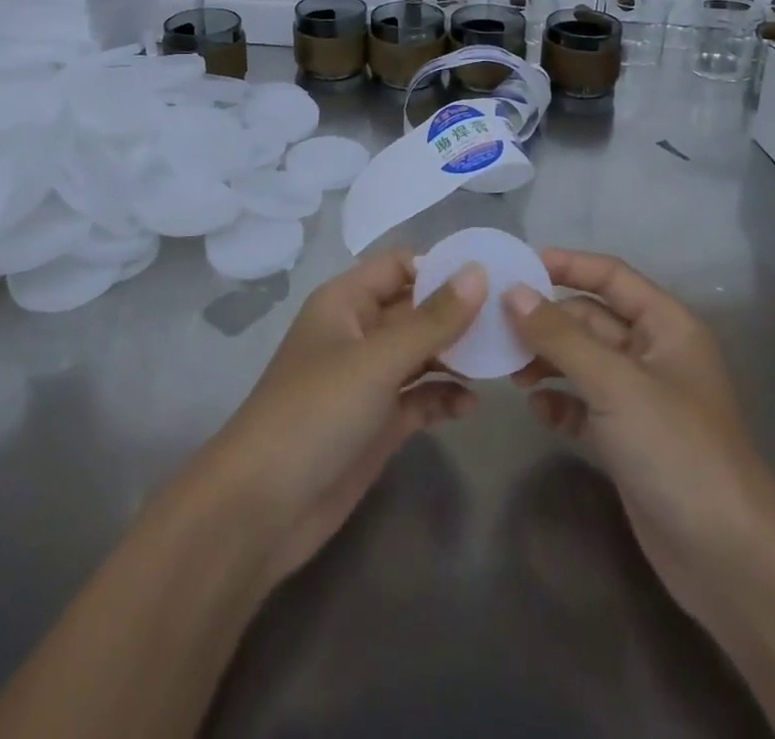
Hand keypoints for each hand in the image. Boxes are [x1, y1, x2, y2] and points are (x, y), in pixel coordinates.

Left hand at [194, 251, 485, 586]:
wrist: (261, 509)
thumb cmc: (315, 412)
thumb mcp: (377, 360)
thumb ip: (432, 320)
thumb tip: (478, 272)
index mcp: (346, 301)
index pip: (400, 265)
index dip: (442, 267)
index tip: (493, 276)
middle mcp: (359, 333)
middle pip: (416, 309)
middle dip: (459, 314)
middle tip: (513, 322)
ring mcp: (369, 380)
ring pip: (422, 354)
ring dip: (457, 356)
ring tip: (503, 363)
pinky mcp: (377, 423)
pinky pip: (419, 398)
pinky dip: (444, 397)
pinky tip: (471, 406)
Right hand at [503, 249, 774, 624]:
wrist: (728, 559)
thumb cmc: (677, 450)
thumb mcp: (615, 384)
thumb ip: (560, 336)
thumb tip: (512, 291)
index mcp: (666, 326)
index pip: (611, 276)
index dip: (567, 265)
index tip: (516, 265)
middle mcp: (653, 354)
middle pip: (591, 319)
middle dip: (547, 321)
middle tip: (497, 326)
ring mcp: (640, 398)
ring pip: (582, 361)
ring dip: (547, 360)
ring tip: (510, 371)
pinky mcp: (626, 438)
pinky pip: (583, 404)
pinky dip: (559, 401)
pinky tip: (536, 409)